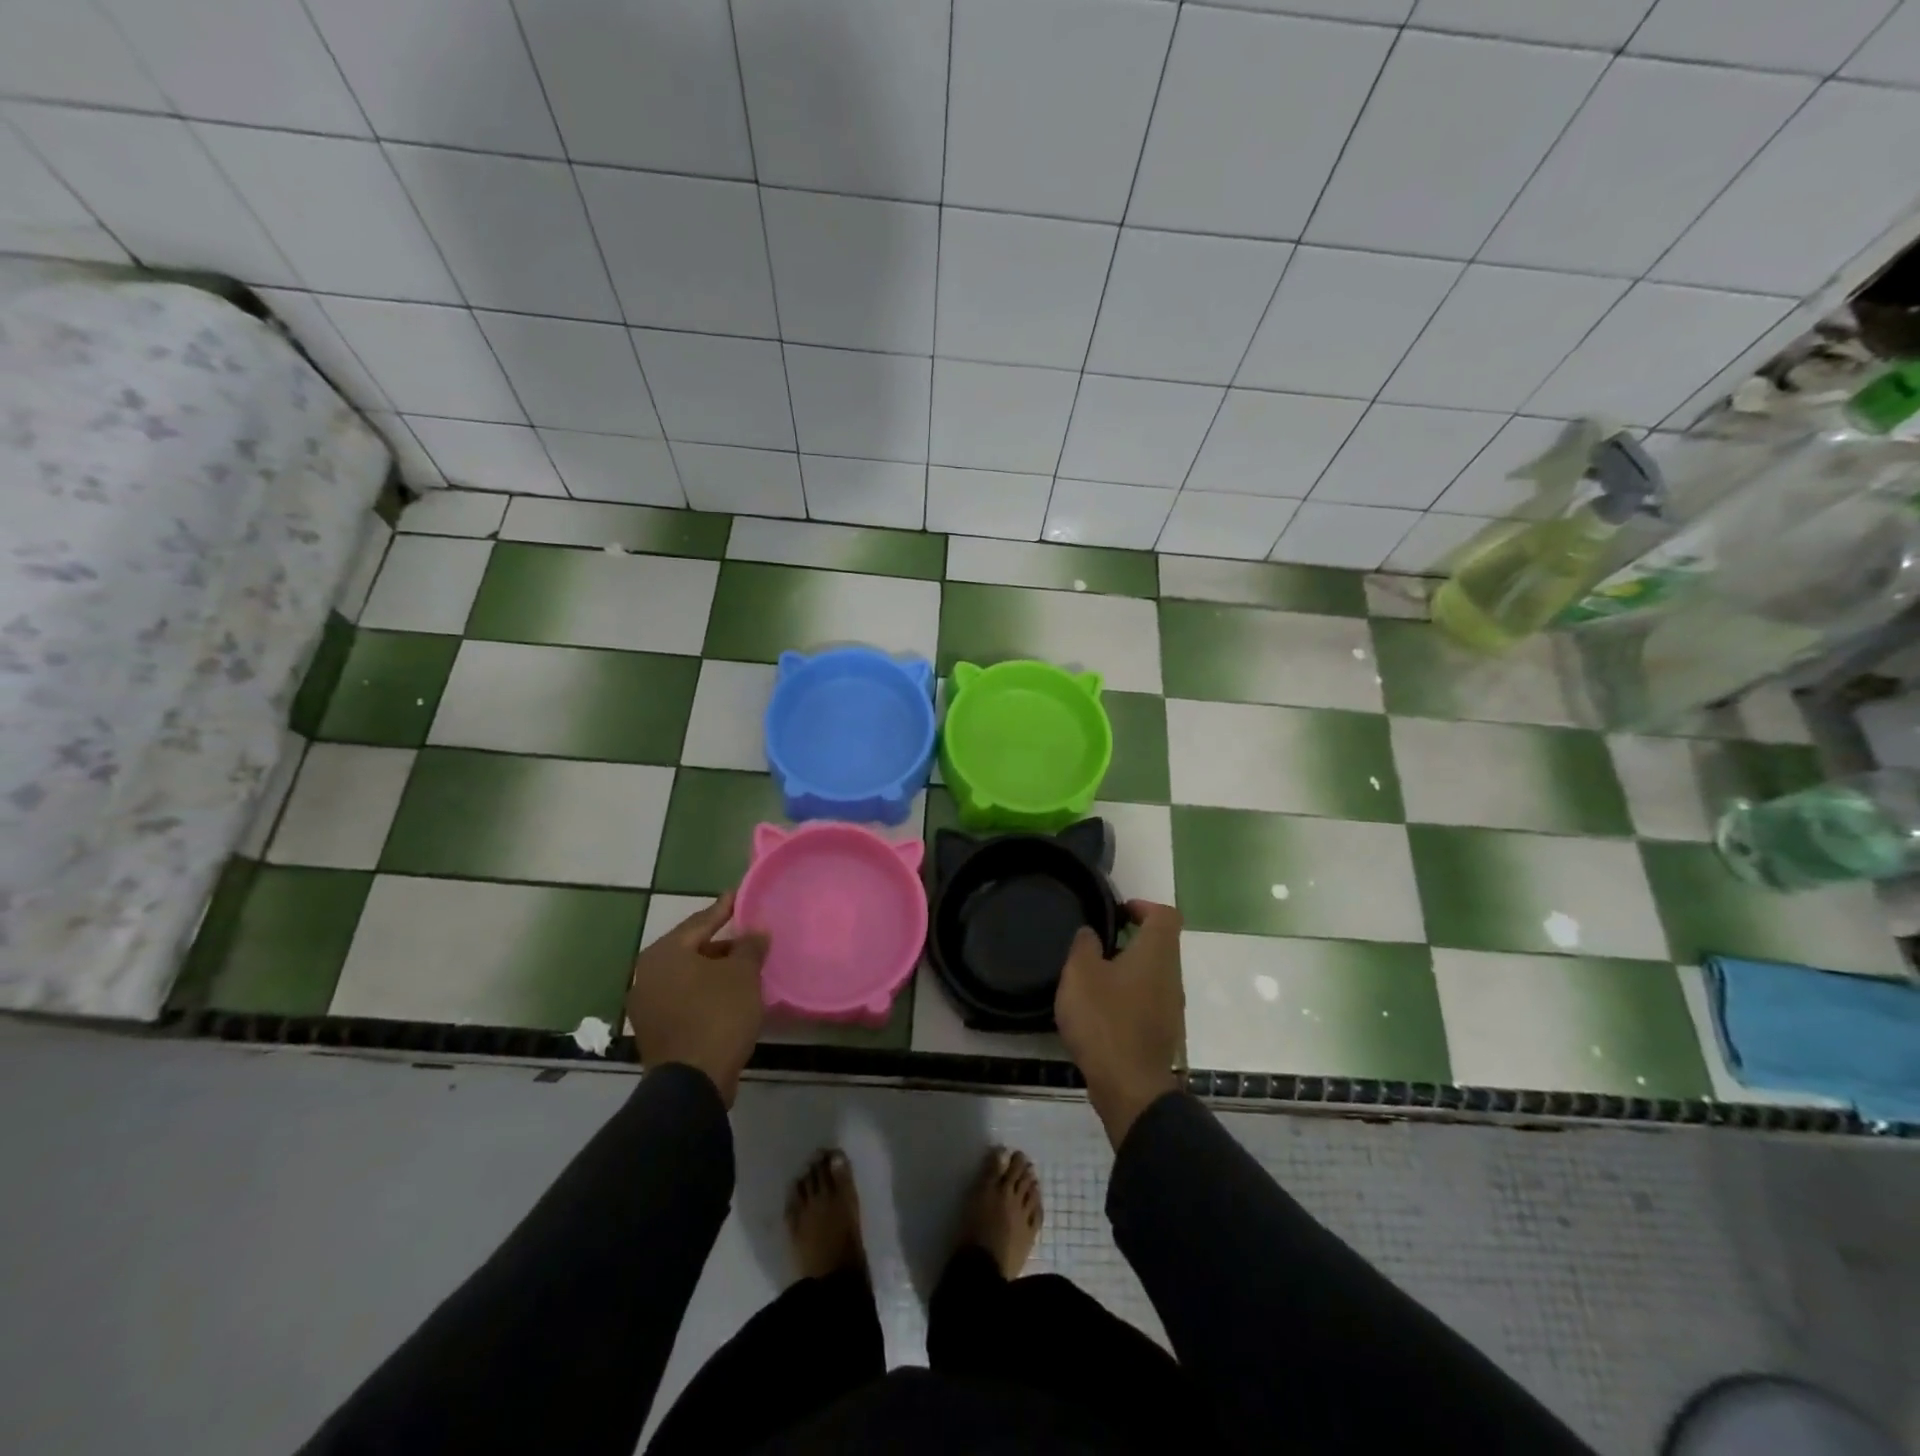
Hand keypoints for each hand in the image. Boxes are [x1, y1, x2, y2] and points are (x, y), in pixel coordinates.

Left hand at [626, 891, 768, 1106]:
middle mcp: (647, 975)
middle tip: (748, 937)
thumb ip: (750, 947)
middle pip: (691, 949)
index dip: (724, 908)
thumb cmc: (718, 1015)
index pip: (700, 921)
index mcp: (664, 954)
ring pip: (687, 977)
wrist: (692, 1082)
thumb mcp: (743, 975)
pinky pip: (684, 999)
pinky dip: (705, 993)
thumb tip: (756, 931)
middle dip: (721, 944)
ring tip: (744, 968)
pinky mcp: (655, 1031)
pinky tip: (729, 996)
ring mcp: (647, 1006)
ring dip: (714, 971)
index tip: (738, 894)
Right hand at [1054, 900, 1184, 1148]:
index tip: (1117, 912)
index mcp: (1155, 953)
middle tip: (1097, 943)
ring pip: (1154, 974)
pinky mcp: (1163, 1032)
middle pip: (1160, 944)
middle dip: (1131, 939)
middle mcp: (1171, 975)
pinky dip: (1129, 996)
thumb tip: (1091, 932)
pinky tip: (1101, 1009)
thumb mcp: (1080, 974)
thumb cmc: (1104, 1021)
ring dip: (1129, 969)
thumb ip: (1084, 945)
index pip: (1164, 914)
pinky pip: (1149, 1000)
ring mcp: (1171, 1006)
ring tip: (1094, 977)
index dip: (1142, 906)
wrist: (1130, 1087)